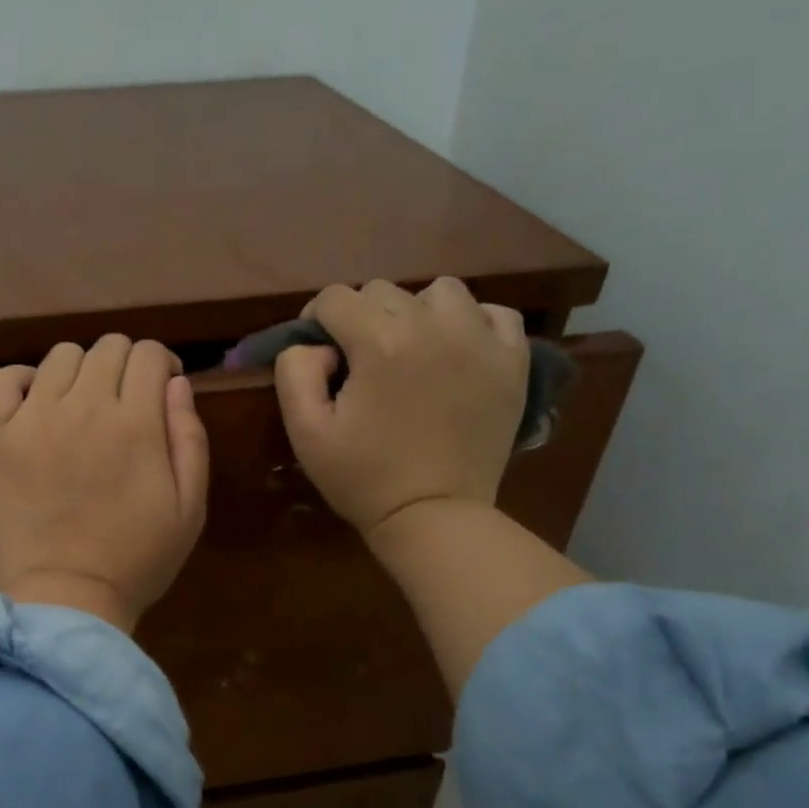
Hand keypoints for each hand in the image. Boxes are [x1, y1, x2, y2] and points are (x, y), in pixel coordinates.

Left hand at [0, 335, 209, 633]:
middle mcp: (84, 407)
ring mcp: (34, 418)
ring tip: (83, 407)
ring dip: (81, 372)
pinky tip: (37, 405)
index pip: (150, 354)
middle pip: (108, 347)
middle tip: (127, 403)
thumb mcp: (190, 507)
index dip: (163, 364)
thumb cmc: (138, 559)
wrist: (67, 597)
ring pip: (61, 356)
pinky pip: (2, 379)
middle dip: (127, 365)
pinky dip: (22, 380)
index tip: (163, 390)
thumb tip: (176, 383)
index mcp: (136, 423)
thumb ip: (190, 438)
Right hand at [274, 278, 529, 541]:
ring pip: (440, 292)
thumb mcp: (305, 433)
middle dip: (363, 319)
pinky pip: (493, 313)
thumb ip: (295, 371)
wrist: (433, 516)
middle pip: (384, 291)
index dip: (317, 321)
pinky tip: (458, 352)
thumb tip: (315, 342)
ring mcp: (480, 339)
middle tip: (362, 363)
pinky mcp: (513, 360)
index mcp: (379, 341)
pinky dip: (473, 323)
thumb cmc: (364, 478)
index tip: (320, 352)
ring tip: (413, 351)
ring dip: (417, 312)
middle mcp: (433, 325)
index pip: (336, 298)